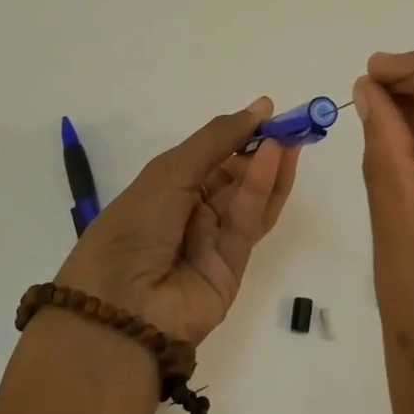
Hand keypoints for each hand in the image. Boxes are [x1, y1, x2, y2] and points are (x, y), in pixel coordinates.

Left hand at [55, 98, 298, 345]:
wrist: (121, 307)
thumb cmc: (134, 226)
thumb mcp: (170, 172)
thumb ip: (218, 140)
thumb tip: (261, 106)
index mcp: (166, 188)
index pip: (212, 156)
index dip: (240, 133)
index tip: (270, 111)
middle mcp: (191, 213)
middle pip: (236, 177)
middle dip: (262, 150)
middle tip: (293, 125)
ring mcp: (213, 241)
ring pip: (249, 200)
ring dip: (268, 168)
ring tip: (291, 138)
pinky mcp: (234, 267)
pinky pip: (249, 224)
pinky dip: (262, 192)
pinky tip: (274, 161)